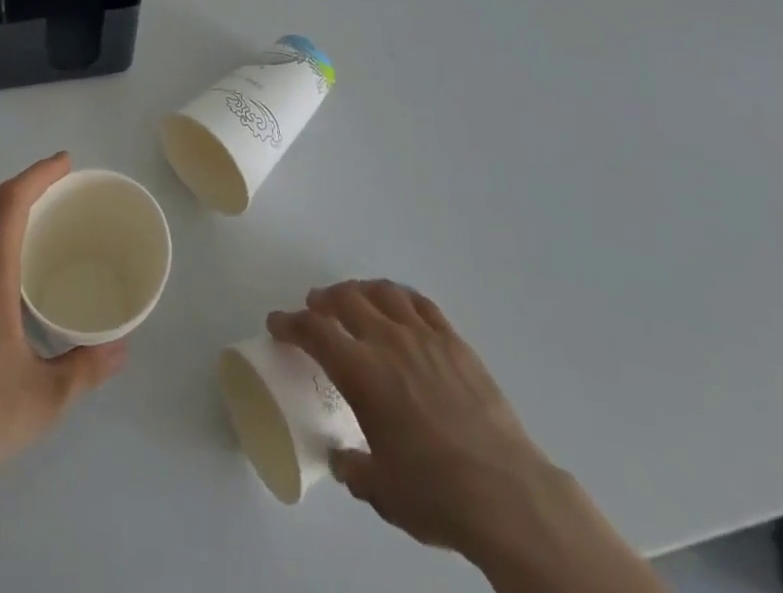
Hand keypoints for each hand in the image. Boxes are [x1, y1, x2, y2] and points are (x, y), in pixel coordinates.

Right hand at [269, 281, 664, 592]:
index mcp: (362, 373)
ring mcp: (424, 336)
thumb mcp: (382, 491)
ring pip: (383, 293)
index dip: (290, 323)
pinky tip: (397, 304)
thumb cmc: (435, 493)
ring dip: (360, 290)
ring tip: (352, 298)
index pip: (315, 332)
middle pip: (346, 300)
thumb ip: (355, 468)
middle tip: (314, 306)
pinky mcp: (455, 341)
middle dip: (324, 299)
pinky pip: (420, 303)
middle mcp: (388, 342)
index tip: (277, 323)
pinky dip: (400, 296)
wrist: (505, 492)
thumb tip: (343, 459)